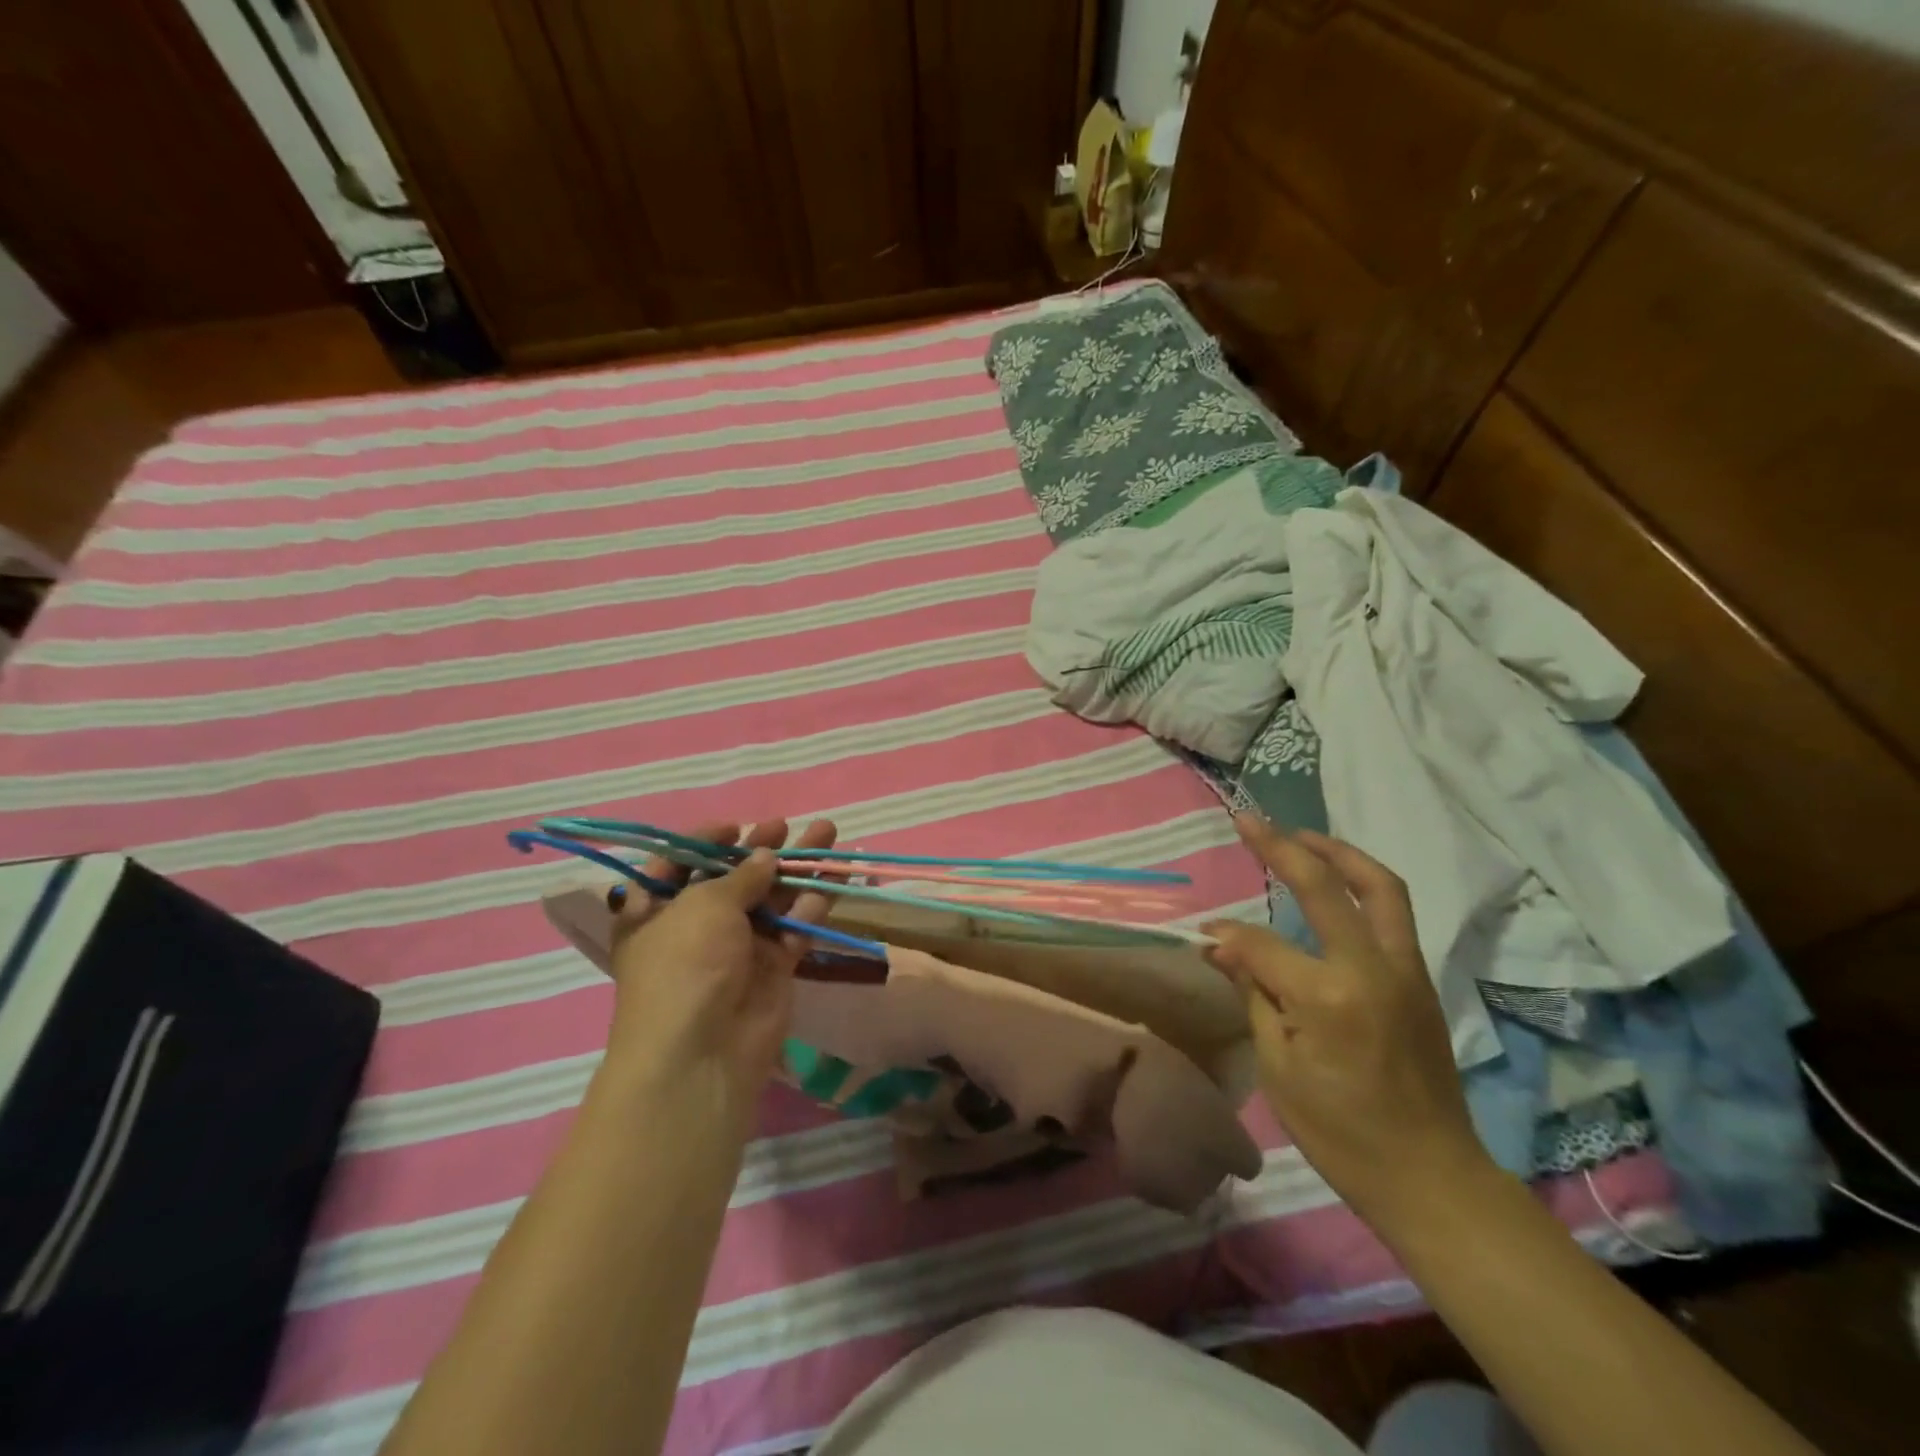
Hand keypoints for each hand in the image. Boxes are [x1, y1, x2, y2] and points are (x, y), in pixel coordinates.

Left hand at [604, 818, 837, 1130]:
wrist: (703, 1052)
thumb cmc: (685, 964)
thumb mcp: (704, 905)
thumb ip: (741, 876)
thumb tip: (766, 857)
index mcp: (656, 911)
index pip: (677, 865)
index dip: (704, 843)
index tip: (734, 827)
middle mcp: (695, 927)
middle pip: (732, 879)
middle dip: (761, 850)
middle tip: (785, 826)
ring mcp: (737, 949)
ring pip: (772, 899)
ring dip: (798, 868)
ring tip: (827, 833)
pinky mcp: (772, 968)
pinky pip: (794, 928)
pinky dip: (812, 905)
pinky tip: (833, 879)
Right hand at [1203, 814, 1495, 1234]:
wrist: (1433, 1178)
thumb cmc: (1342, 1134)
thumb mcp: (1279, 1070)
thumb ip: (1253, 994)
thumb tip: (1221, 945)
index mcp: (1329, 996)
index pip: (1262, 944)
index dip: (1228, 936)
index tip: (1204, 937)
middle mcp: (1372, 968)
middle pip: (1327, 886)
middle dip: (1283, 847)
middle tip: (1249, 820)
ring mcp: (1405, 970)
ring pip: (1380, 886)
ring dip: (1338, 852)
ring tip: (1301, 836)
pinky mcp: (1420, 980)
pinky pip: (1393, 913)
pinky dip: (1361, 884)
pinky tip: (1333, 885)